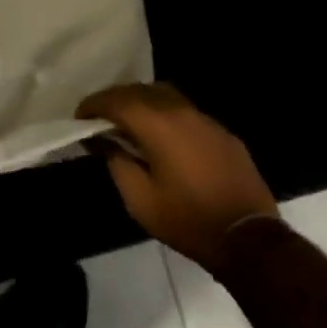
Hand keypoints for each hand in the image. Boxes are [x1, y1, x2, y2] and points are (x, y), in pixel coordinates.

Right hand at [79, 84, 277, 270]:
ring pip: (164, 94)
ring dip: (140, 101)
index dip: (94, 105)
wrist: (247, 237)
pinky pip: (184, 110)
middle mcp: (181, 111)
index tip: (78, 117)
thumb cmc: (187, 220)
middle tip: (98, 117)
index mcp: (158, 124)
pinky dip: (164, 112)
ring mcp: (205, 118)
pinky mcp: (221, 131)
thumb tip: (102, 140)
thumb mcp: (140, 199)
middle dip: (115, 99)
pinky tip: (160, 134)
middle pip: (140, 90)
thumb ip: (116, 162)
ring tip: (126, 121)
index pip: (117, 101)